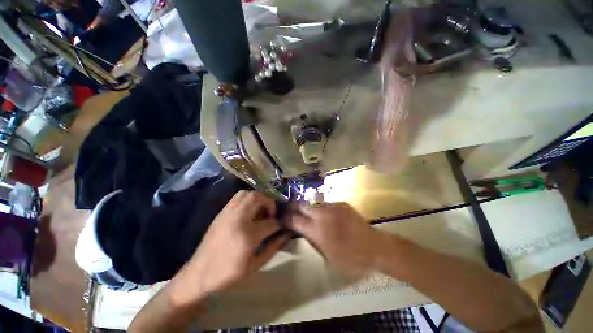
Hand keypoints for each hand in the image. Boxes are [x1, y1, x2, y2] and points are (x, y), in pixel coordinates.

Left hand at [169, 191, 289, 306]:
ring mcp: (228, 213)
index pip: (271, 222)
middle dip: (270, 203)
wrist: (199, 274)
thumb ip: (274, 247)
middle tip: (272, 213)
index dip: (280, 222)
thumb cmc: (229, 274)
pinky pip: (238, 197)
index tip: (283, 224)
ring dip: (259, 198)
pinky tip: (250, 211)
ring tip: (262, 210)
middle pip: (258, 198)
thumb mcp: (255, 265)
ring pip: (247, 194)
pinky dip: (249, 199)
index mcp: (247, 236)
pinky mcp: (222, 212)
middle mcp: (237, 219)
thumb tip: (287, 233)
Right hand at [287, 202, 389, 272]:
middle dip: (294, 206)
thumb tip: (302, 229)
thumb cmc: (350, 258)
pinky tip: (328, 216)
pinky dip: (322, 210)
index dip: (287, 218)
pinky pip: (326, 205)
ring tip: (309, 214)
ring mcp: (332, 207)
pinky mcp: (341, 203)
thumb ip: (312, 240)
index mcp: (317, 230)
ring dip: (309, 208)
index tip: (283, 218)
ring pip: (314, 203)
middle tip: (291, 209)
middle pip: (302, 205)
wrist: (374, 247)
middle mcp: (322, 215)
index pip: (295, 219)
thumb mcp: (327, 256)